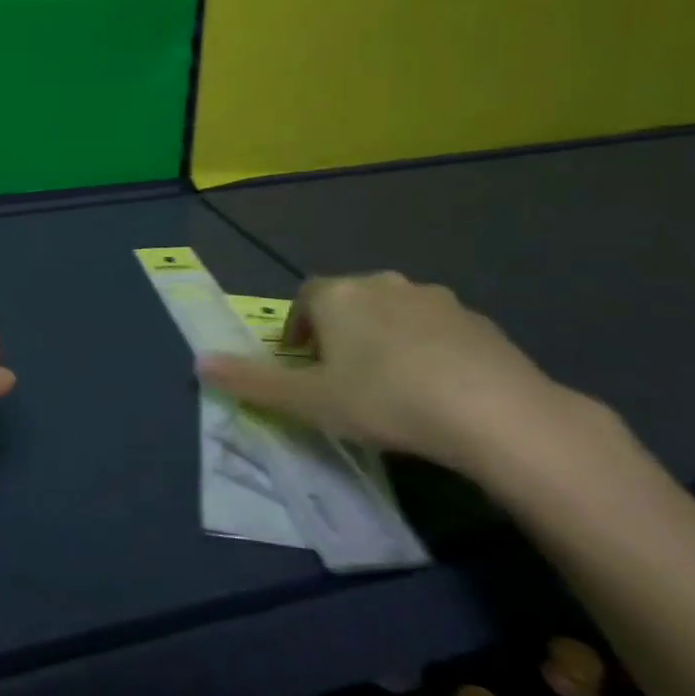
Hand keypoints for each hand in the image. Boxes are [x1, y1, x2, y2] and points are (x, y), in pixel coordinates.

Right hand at [197, 271, 570, 473]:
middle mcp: (382, 283)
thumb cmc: (385, 399)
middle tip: (343, 379)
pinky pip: (437, 330)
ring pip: (393, 313)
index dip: (298, 330)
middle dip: (339, 333)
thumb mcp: (309, 401)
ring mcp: (434, 298)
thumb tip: (199, 364)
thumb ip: (252, 382)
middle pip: (347, 302)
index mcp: (337, 295)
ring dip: (383, 338)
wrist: (495, 412)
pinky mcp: (478, 321)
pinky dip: (427, 349)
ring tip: (390, 384)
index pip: (304, 300)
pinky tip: (437, 389)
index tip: (303, 366)